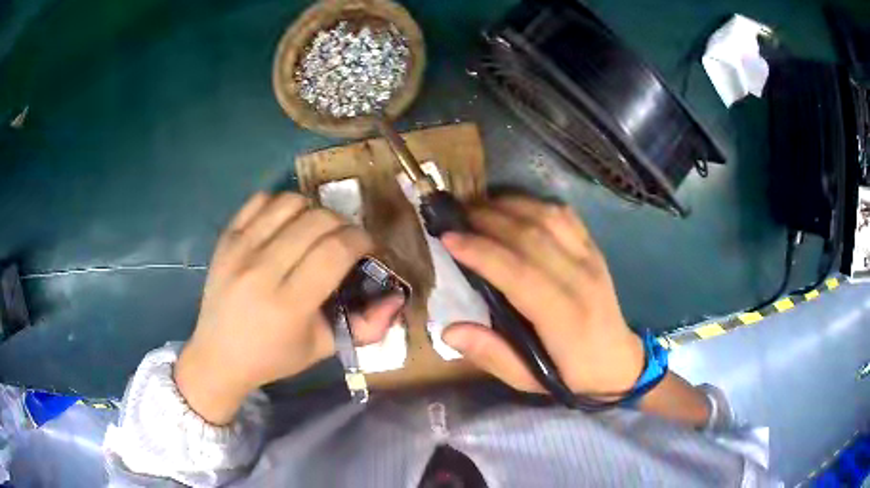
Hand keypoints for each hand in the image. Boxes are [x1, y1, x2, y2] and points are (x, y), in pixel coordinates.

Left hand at [175, 192, 401, 424]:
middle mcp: (262, 271)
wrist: (218, 356)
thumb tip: (398, 298)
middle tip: (345, 241)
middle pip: (317, 220)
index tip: (368, 246)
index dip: (362, 239)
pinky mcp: (225, 239)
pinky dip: (280, 205)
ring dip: (313, 211)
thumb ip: (367, 326)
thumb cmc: (274, 357)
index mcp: (289, 304)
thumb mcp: (323, 349)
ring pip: (290, 203)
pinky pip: (259, 200)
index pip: (335, 250)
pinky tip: (285, 224)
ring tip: (315, 231)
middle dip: (343, 224)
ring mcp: (239, 250)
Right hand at [440, 195, 644, 397]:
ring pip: (548, 218)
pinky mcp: (595, 249)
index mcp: (563, 317)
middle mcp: (580, 280)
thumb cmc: (571, 375)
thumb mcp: (527, 379)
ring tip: (477, 207)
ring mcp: (591, 259)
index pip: (519, 273)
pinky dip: (534, 204)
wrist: (618, 362)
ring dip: (509, 205)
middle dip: (487, 220)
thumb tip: (449, 329)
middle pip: (531, 236)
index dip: (481, 251)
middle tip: (454, 216)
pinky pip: (565, 216)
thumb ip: (491, 355)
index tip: (448, 238)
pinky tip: (513, 207)